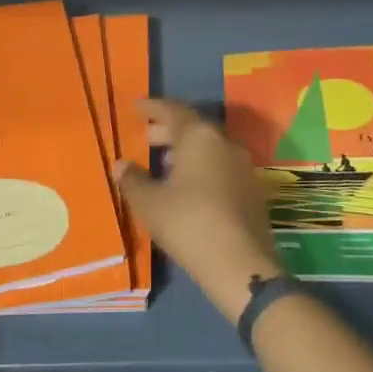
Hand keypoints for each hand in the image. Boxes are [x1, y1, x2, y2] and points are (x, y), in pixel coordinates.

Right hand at [116, 98, 281, 324]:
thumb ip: (132, 180)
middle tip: (147, 136)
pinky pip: (221, 167)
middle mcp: (225, 143)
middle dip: (168, 130)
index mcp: (200, 137)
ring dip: (186, 151)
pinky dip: (201, 168)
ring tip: (163, 163)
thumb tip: (120, 165)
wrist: (240, 264)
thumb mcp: (150, 203)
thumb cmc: (188, 223)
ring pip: (209, 148)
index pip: (173, 111)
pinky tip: (187, 187)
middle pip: (194, 128)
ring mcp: (243, 167)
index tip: (136, 107)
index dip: (152, 108)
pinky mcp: (252, 191)